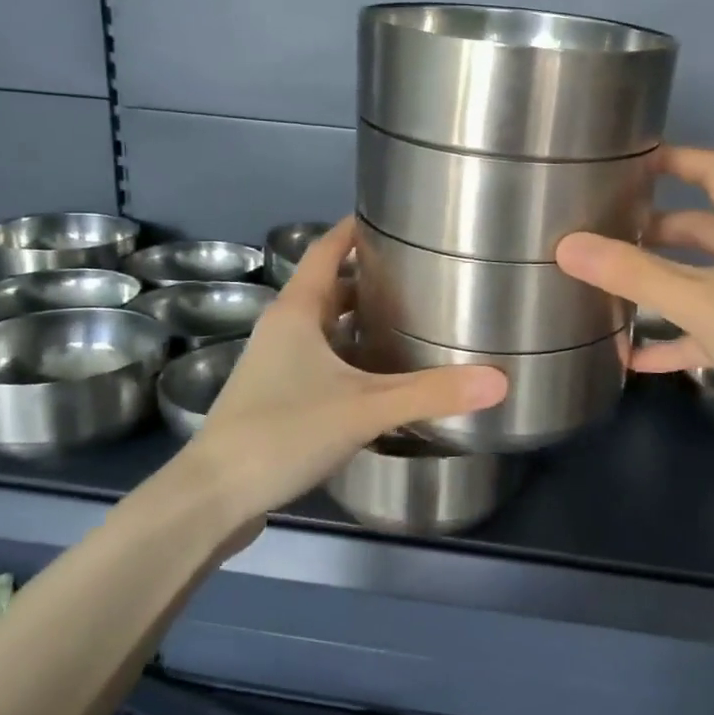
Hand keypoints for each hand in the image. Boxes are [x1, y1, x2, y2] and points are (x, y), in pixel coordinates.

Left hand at [180, 219, 507, 521]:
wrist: (214, 497)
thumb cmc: (283, 432)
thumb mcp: (365, 408)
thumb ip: (431, 393)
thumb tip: (500, 380)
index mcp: (296, 312)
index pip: (325, 250)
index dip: (354, 229)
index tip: (392, 217)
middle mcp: (283, 330)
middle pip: (328, 287)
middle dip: (369, 277)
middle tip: (419, 274)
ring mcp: (275, 366)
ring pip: (324, 327)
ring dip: (359, 319)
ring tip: (409, 318)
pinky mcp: (277, 398)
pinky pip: (321, 361)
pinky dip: (350, 356)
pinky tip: (382, 376)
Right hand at [556, 146, 713, 453]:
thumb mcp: (697, 299)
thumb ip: (632, 273)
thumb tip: (567, 246)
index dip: (676, 160)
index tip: (632, 161)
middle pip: (701, 228)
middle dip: (655, 230)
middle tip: (606, 231)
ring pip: (700, 278)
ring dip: (660, 283)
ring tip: (609, 286)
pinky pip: (704, 327)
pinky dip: (672, 336)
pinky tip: (633, 356)